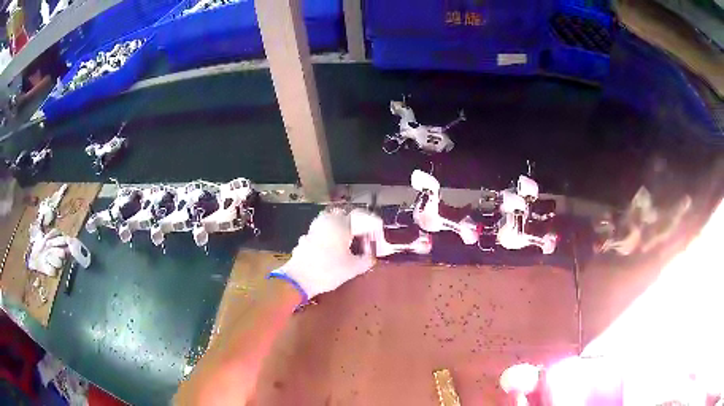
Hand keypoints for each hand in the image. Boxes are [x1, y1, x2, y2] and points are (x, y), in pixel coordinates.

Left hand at [271, 208, 375, 300]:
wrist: (299, 279)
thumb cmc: (328, 270)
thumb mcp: (353, 268)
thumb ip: (366, 260)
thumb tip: (371, 257)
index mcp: (341, 224)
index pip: (360, 217)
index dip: (370, 225)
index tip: (375, 236)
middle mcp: (327, 221)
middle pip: (344, 217)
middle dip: (355, 226)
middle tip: (362, 238)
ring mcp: (314, 229)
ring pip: (331, 223)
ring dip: (341, 231)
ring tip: (348, 246)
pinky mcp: (306, 238)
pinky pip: (322, 233)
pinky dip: (330, 238)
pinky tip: (333, 251)